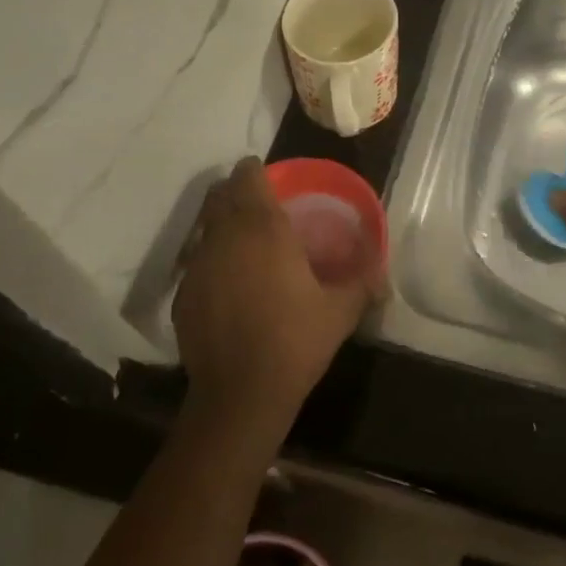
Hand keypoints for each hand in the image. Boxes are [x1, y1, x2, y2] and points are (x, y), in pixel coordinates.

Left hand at [173, 157, 380, 420]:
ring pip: (205, 228)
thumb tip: (383, 273)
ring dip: (222, 225)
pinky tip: (230, 285)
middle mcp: (224, 237)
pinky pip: (197, 262)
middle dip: (236, 192)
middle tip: (260, 206)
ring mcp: (197, 266)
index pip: (247, 177)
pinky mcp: (182, 294)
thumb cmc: (295, 341)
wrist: (241, 394)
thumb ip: (363, 282)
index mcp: (263, 229)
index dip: (256, 171)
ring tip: (246, 244)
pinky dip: (212, 260)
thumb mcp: (341, 311)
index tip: (270, 178)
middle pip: (219, 195)